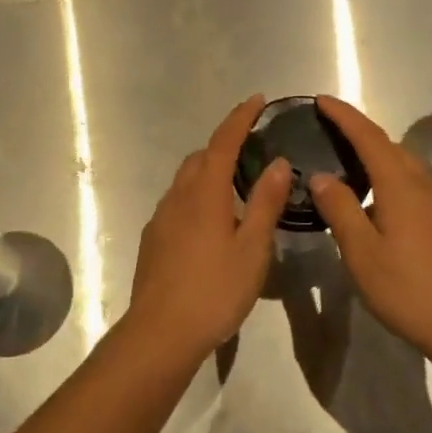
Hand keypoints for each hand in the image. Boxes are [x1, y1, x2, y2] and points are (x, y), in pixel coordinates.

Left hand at [123, 96, 290, 357]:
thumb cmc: (214, 290)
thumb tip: (277, 162)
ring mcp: (161, 218)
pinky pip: (177, 203)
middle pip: (199, 158)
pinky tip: (211, 223)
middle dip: (223, 145)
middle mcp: (177, 197)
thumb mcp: (252, 249)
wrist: (160, 332)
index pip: (223, 142)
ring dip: (208, 171)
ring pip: (185, 181)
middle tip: (251, 149)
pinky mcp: (153, 240)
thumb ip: (265, 203)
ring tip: (235, 187)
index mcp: (204, 193)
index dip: (239, 118)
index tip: (256, 100)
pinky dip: (196, 196)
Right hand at [307, 96, 431, 362]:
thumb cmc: (410, 291)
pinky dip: (392, 175)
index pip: (369, 137)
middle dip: (359, 131)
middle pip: (389, 146)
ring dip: (377, 154)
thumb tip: (321, 175)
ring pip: (406, 164)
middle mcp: (426, 185)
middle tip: (328, 129)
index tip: (321, 100)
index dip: (344, 116)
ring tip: (348, 160)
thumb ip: (340, 210)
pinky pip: (416, 183)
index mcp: (402, 186)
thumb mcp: (363, 254)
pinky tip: (380, 198)